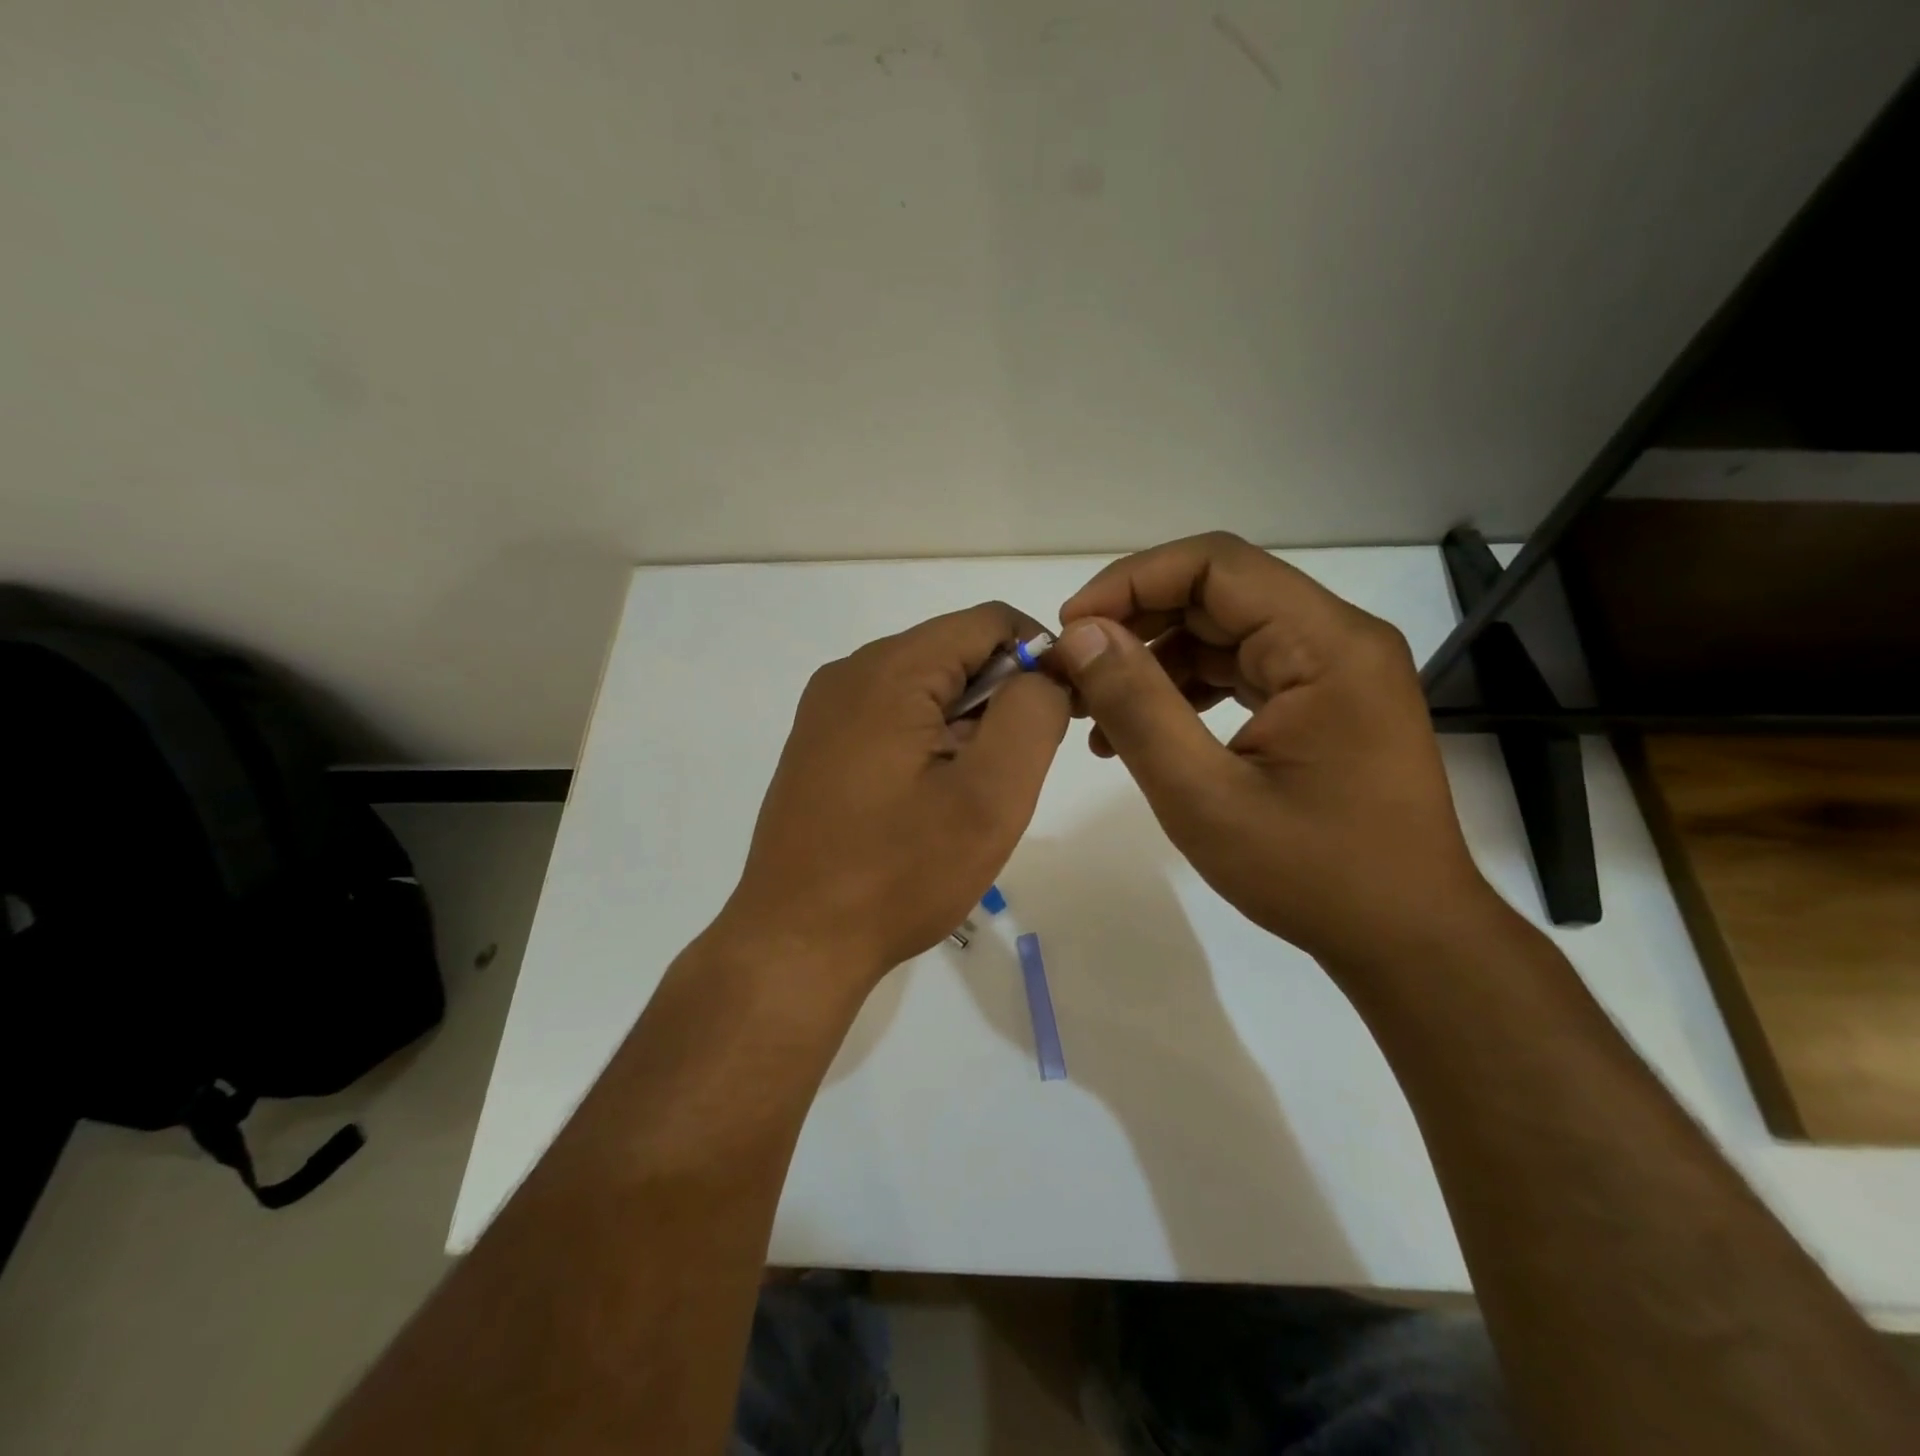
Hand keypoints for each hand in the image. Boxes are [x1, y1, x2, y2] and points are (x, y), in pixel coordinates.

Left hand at [717, 602, 1069, 989]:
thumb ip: (1031, 715)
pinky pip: (892, 718)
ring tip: (969, 796)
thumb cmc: (898, 873)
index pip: (990, 621)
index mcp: (889, 670)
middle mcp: (849, 673)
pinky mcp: (819, 746)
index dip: (1041, 656)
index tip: (1062, 714)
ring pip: (925, 688)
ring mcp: (827, 711)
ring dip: (966, 726)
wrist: (796, 943)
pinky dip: (929, 743)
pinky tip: (928, 803)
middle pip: (954, 652)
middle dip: (1001, 698)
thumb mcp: (989, 795)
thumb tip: (1044, 671)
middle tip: (1012, 773)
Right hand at [1051, 533, 1492, 973]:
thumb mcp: (1203, 795)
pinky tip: (1141, 735)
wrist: (1405, 939)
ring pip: (1223, 633)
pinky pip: (1240, 671)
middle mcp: (1337, 639)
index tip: (1072, 629)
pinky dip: (1185, 691)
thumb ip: (1137, 707)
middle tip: (1074, 671)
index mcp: (1325, 644)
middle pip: (1218, 594)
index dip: (1131, 582)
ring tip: (1096, 713)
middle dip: (1135, 625)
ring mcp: (1333, 671)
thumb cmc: (1311, 873)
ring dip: (1154, 662)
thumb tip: (1081, 635)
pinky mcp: (1323, 703)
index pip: (1215, 565)